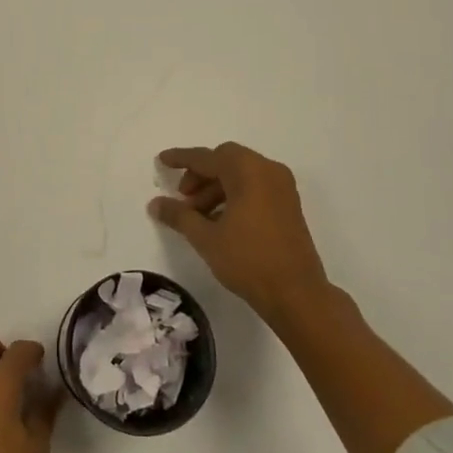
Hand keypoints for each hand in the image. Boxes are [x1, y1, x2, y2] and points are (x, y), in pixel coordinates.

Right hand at [149, 143, 329, 321]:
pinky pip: (255, 187)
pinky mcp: (289, 205)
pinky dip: (234, 196)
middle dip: (200, 175)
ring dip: (215, 188)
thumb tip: (155, 203)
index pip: (206, 158)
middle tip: (183, 198)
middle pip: (225, 161)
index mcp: (247, 170)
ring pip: (240, 175)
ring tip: (198, 216)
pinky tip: (219, 221)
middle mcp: (267, 170)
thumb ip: (179, 216)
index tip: (161, 160)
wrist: (297, 295)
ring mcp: (282, 187)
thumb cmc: (249, 260)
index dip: (181, 159)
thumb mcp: (206, 238)